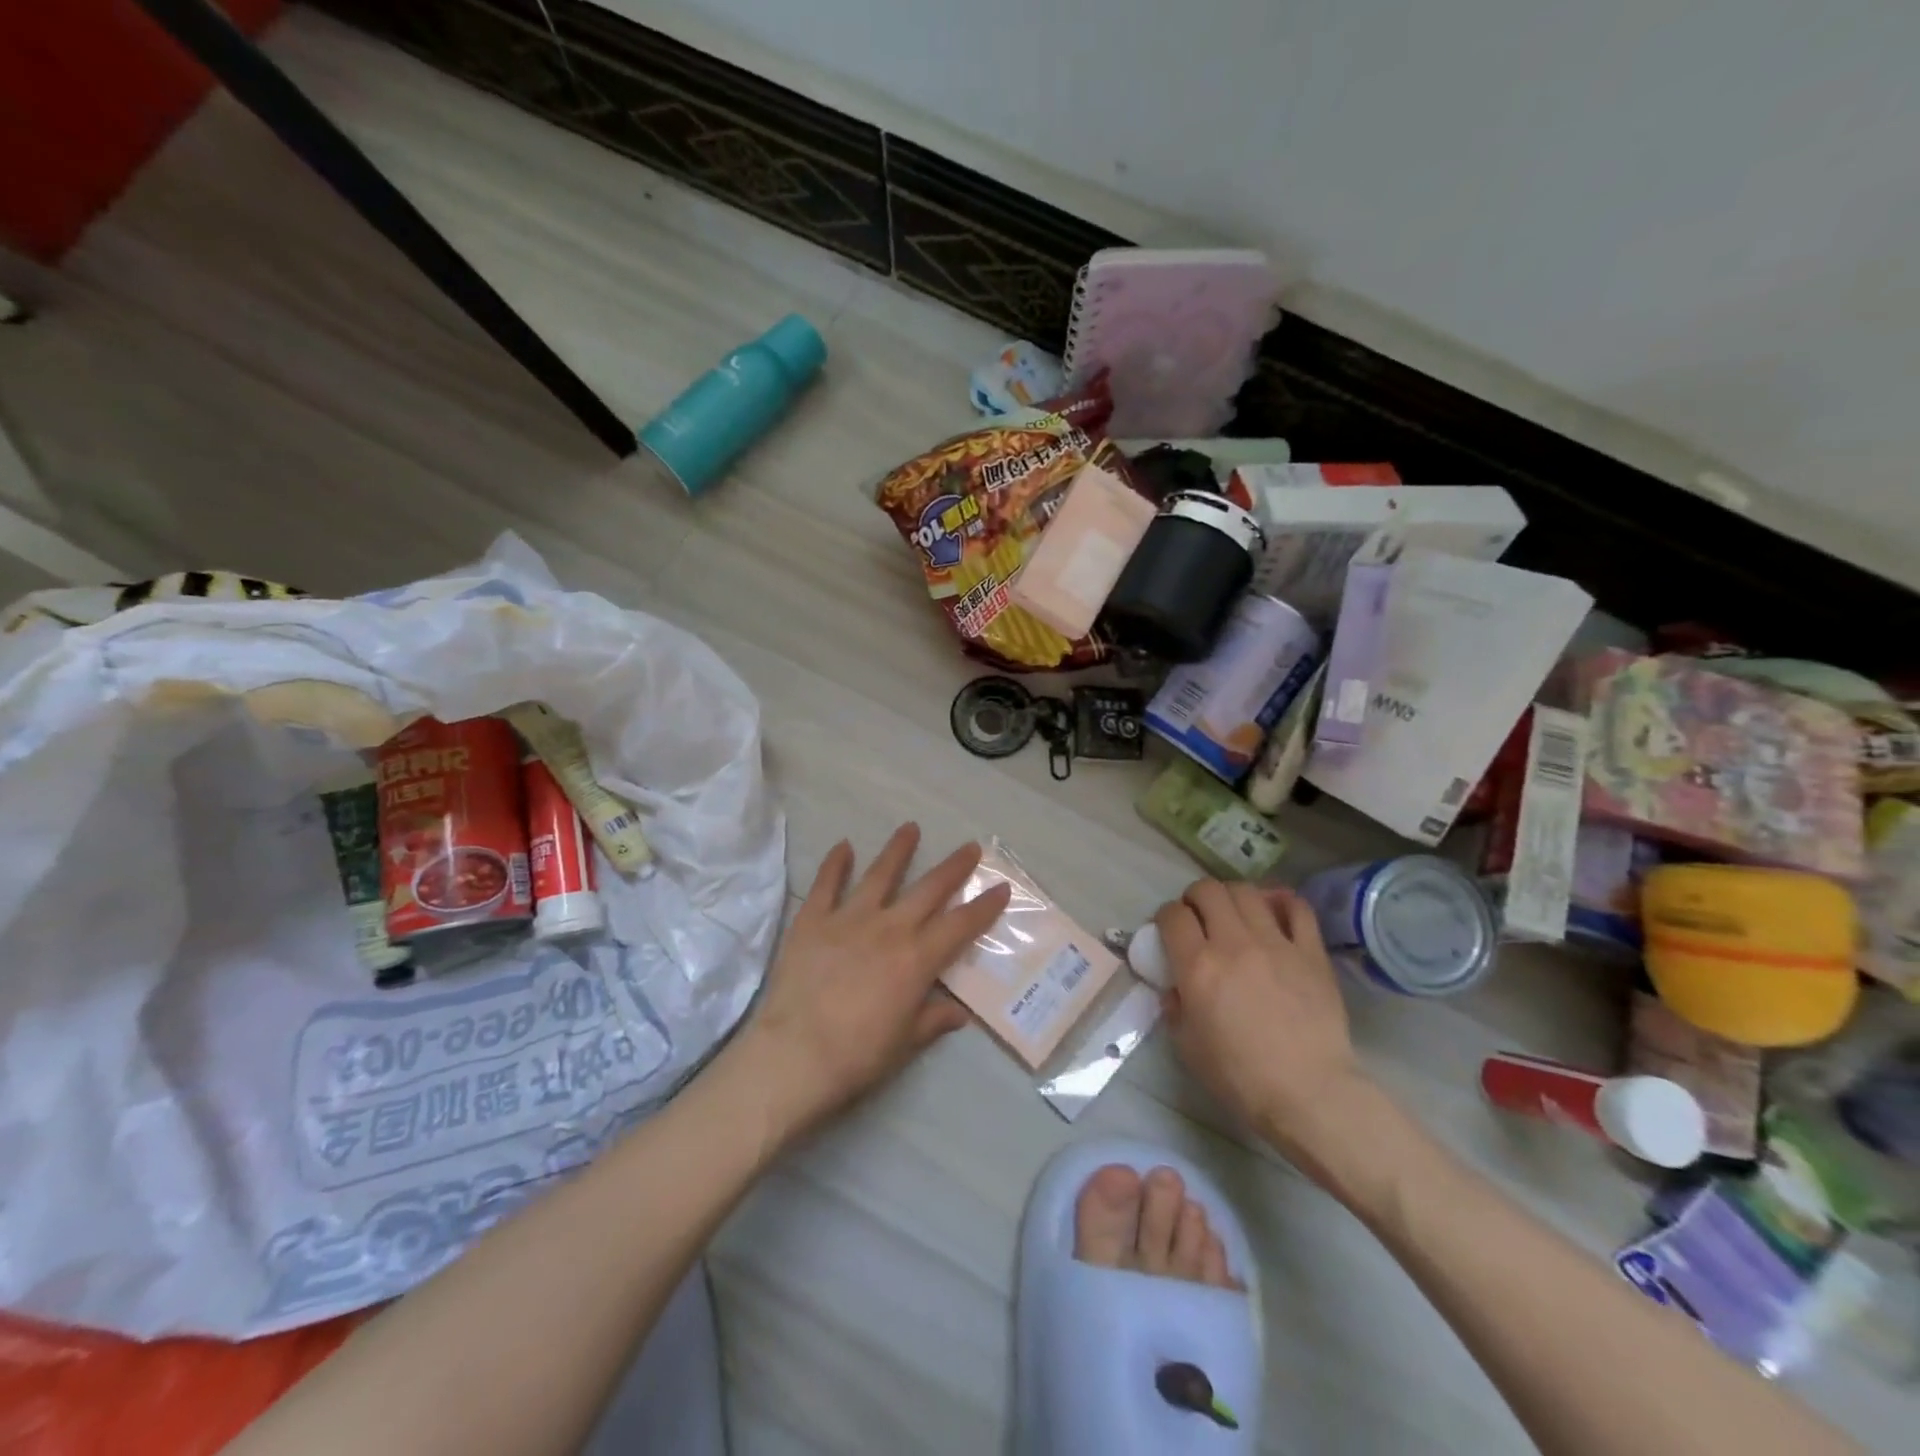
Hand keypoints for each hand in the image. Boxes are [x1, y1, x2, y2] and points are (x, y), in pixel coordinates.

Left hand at [734, 824, 1011, 1143]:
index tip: (1001, 887)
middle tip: (970, 847)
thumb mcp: (906, 1042)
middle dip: (953, 867)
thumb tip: (959, 1012)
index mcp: (917, 959)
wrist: (795, 1055)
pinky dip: (835, 863)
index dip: (984, 906)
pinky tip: (844, 846)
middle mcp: (889, 928)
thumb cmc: (858, 1055)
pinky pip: (826, 884)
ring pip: (880, 874)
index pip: (960, 925)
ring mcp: (849, 919)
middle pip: (929, 889)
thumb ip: (933, 1020)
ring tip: (910, 828)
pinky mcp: (813, 921)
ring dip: (898, 850)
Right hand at [1156, 881, 1376, 1178]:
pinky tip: (1274, 912)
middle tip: (1198, 917)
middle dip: (1195, 898)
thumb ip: (1175, 1009)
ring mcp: (1276, 943)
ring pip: (1247, 891)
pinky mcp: (1311, 952)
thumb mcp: (1188, 1047)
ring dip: (1232, 896)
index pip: (1172, 915)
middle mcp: (1234, 943)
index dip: (1165, 917)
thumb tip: (1175, 988)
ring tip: (1233, 913)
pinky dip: (1282, 902)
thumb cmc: (1241, 1078)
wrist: (1310, 1095)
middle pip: (1208, 890)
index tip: (1168, 930)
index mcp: (1198, 966)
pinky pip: (1297, 908)